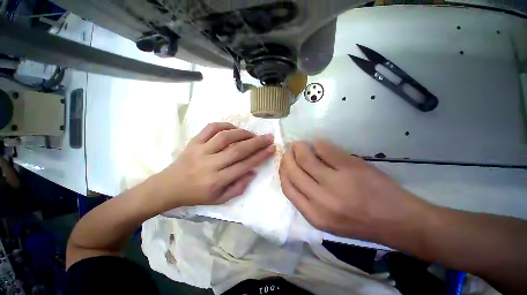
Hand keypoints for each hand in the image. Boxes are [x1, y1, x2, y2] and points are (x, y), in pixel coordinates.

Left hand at [152, 122, 274, 208]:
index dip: (260, 156)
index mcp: (217, 181)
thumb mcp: (219, 200)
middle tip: (269, 137)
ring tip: (253, 134)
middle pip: (238, 150)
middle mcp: (210, 164)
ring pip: (225, 137)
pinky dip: (225, 125)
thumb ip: (238, 187)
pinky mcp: (193, 142)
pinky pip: (210, 128)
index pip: (244, 165)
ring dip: (243, 133)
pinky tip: (234, 128)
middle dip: (257, 142)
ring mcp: (200, 150)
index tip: (272, 148)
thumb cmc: (196, 195)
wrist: (168, 186)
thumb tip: (252, 172)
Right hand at [279, 140, 429, 240]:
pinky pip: (325, 149)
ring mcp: (336, 182)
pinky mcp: (350, 167)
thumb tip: (292, 174)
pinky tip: (317, 143)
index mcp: (313, 215)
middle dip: (287, 156)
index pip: (287, 187)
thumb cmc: (359, 222)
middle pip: (292, 170)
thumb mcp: (325, 219)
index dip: (282, 171)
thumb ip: (305, 199)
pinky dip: (317, 143)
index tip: (284, 162)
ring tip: (300, 144)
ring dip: (299, 147)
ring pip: (305, 158)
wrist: (396, 220)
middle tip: (290, 150)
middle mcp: (320, 199)